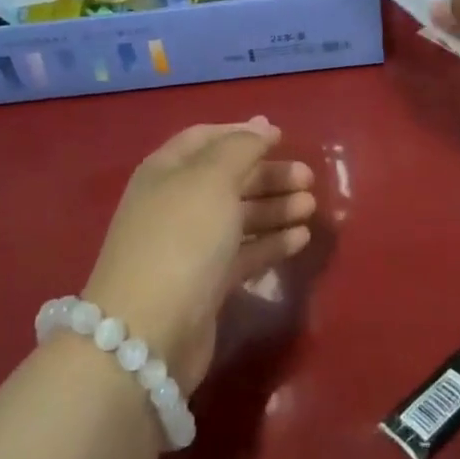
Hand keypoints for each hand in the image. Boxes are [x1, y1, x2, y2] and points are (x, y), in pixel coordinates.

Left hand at [82, 119, 315, 392]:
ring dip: (275, 208)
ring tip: (311, 206)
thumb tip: (262, 126)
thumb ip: (241, 148)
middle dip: (267, 174)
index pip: (206, 138)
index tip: (280, 136)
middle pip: (227, 178)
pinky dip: (271, 243)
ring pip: (238, 217)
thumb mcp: (212, 179)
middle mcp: (175, 203)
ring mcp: (189, 246)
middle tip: (307, 177)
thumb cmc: (182, 238)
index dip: (242, 133)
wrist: (148, 333)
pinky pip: (243, 253)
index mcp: (167, 171)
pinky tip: (301, 238)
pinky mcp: (205, 284)